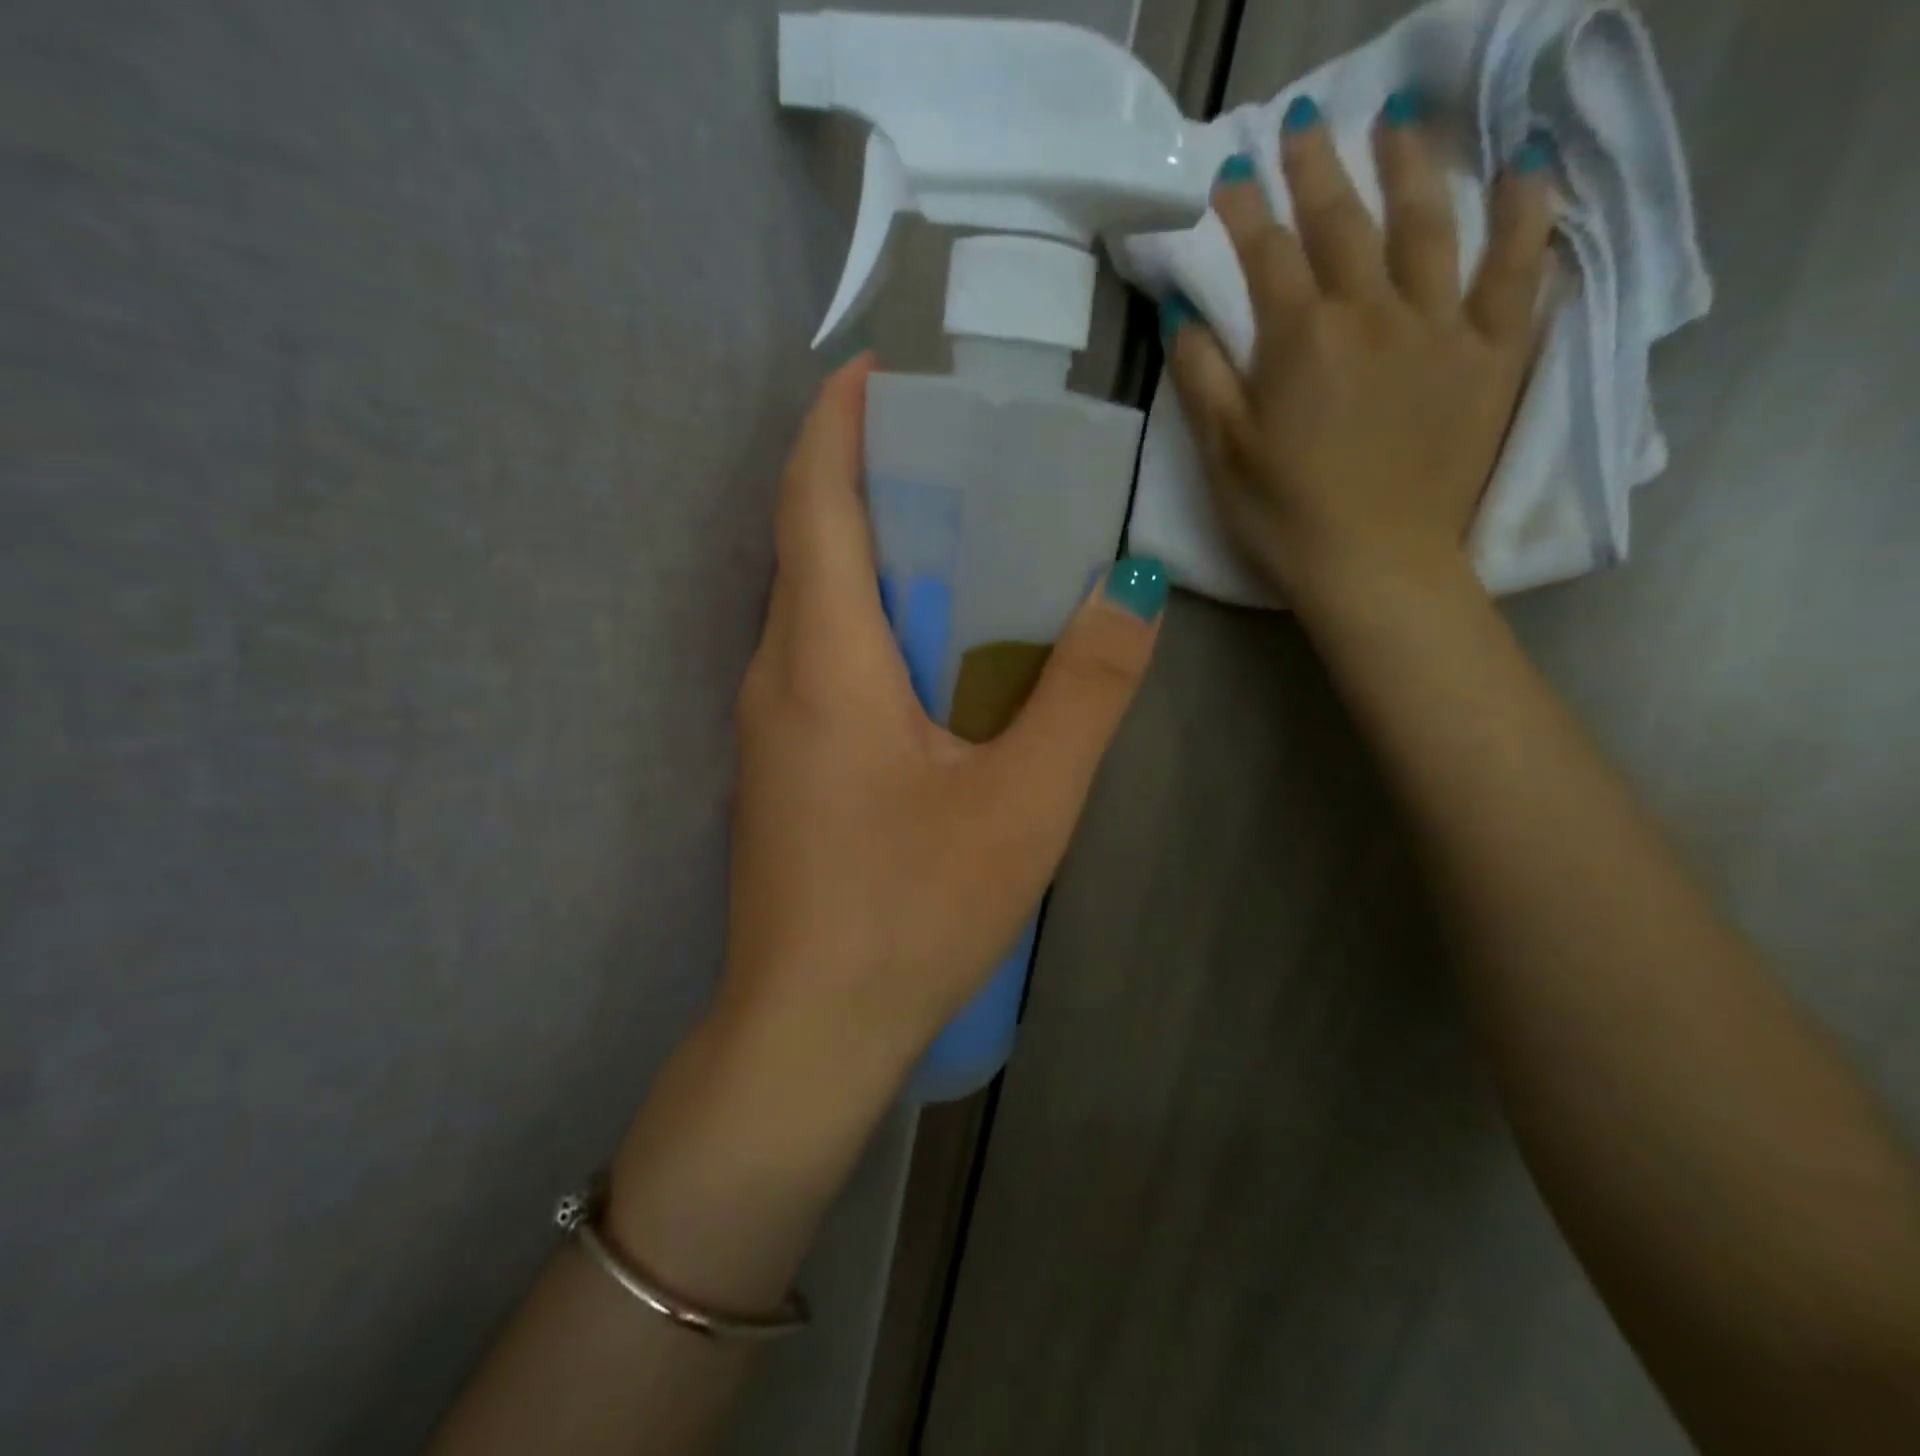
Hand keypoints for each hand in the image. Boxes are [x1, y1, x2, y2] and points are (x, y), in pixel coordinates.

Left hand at [712, 355, 1165, 1113]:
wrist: (810, 1026)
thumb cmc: (914, 910)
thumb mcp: (1026, 800)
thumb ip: (1085, 690)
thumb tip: (1132, 588)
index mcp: (823, 656)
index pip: (813, 498)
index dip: (838, 421)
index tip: (882, 370)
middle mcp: (775, 672)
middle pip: (808, 541)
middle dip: (867, 479)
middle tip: (953, 456)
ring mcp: (766, 723)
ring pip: (810, 603)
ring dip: (868, 554)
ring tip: (953, 541)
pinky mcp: (776, 766)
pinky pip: (814, 658)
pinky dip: (863, 620)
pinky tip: (924, 653)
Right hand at [1164, 94, 1556, 616]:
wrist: (1376, 567)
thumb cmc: (1285, 519)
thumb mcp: (1222, 456)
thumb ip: (1202, 378)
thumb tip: (1184, 313)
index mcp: (1298, 340)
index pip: (1265, 254)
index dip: (1244, 210)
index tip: (1230, 172)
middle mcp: (1370, 313)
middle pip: (1342, 222)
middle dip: (1316, 168)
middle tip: (1304, 122)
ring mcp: (1439, 328)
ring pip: (1427, 224)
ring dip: (1408, 165)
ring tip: (1397, 120)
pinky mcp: (1492, 355)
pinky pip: (1518, 270)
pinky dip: (1525, 215)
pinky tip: (1525, 168)